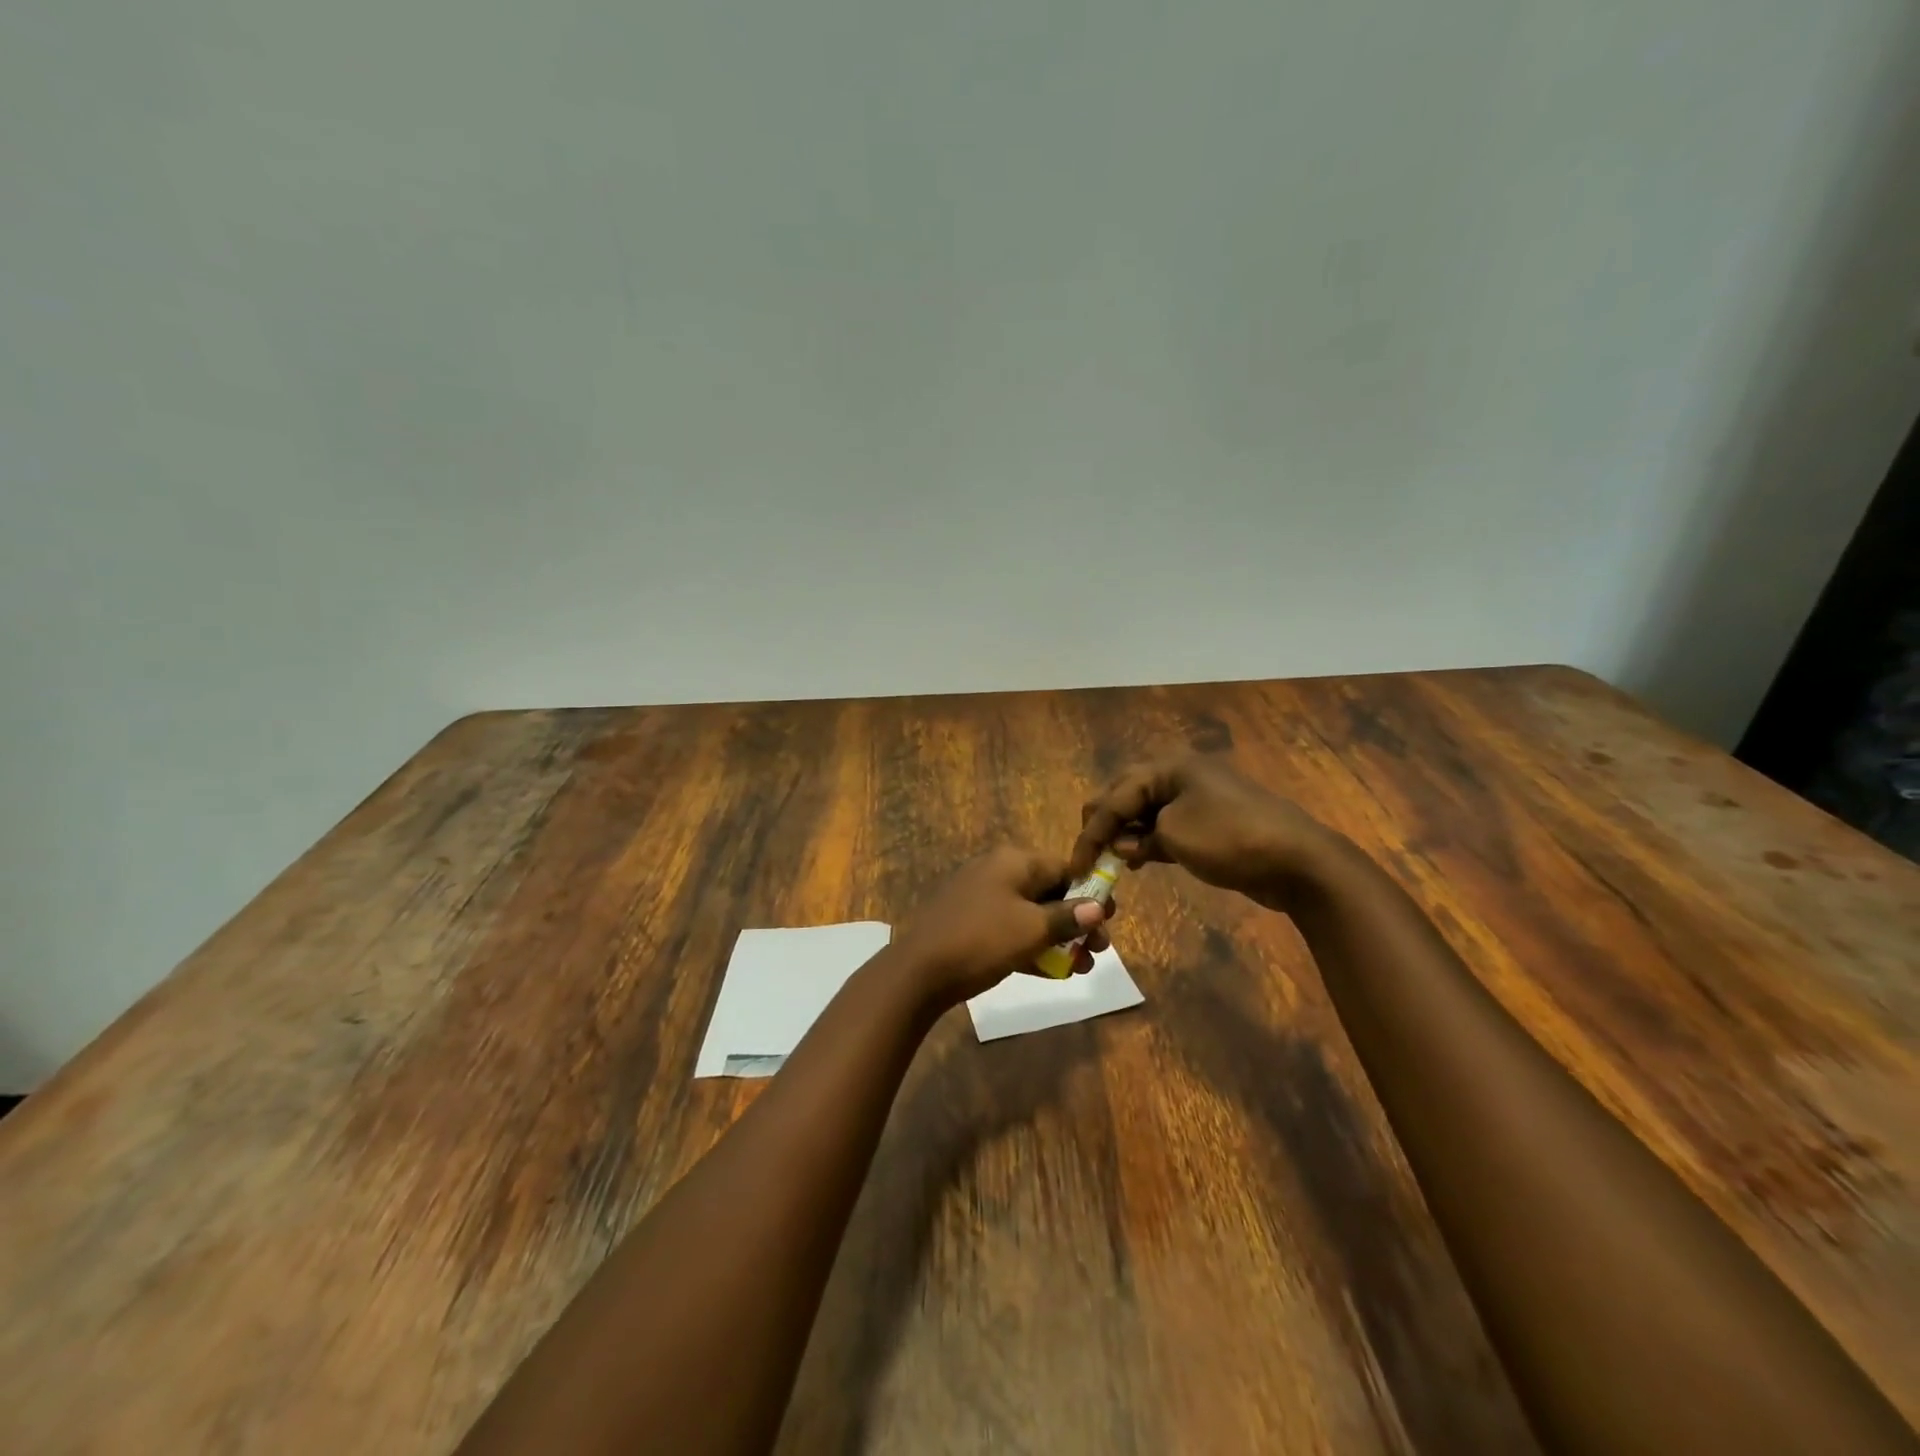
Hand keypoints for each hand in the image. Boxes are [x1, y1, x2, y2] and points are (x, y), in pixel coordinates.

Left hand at [890, 846, 1113, 1006]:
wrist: (919, 971)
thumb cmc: (982, 940)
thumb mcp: (1032, 929)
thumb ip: (1068, 917)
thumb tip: (1098, 907)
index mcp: (1013, 862)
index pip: (1063, 868)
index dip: (1090, 893)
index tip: (1111, 919)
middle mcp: (997, 872)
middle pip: (1049, 892)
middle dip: (1077, 922)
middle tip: (1099, 950)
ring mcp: (980, 898)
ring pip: (1030, 914)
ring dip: (1058, 939)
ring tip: (1082, 967)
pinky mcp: (970, 924)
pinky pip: (1011, 929)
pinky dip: (1032, 946)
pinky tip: (1053, 972)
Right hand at [1071, 755, 1336, 908]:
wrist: (1297, 860)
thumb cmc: (1230, 839)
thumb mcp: (1175, 836)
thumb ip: (1139, 838)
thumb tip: (1124, 846)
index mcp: (1168, 767)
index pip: (1115, 797)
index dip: (1091, 832)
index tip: (1076, 866)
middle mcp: (1178, 774)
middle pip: (1125, 795)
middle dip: (1103, 824)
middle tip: (1088, 855)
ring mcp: (1195, 796)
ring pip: (1144, 810)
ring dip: (1124, 834)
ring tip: (1109, 860)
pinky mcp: (1207, 820)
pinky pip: (1164, 824)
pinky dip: (1147, 840)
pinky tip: (1136, 859)